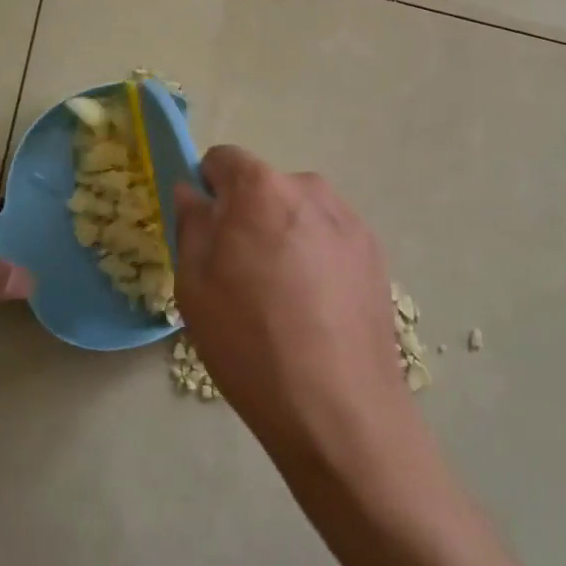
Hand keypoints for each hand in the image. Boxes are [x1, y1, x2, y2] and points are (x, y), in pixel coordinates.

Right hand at [172, 147, 413, 469]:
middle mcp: (309, 188)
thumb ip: (192, 224)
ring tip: (284, 297)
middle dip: (248, 215)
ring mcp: (348, 219)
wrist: (339, 406)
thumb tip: (192, 192)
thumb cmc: (250, 341)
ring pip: (299, 212)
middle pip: (264, 187)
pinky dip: (316, 257)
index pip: (223, 160)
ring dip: (284, 235)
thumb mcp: (194, 285)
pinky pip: (329, 237)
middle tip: (241, 274)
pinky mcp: (374, 251)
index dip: (208, 190)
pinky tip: (316, 308)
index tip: (208, 232)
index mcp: (261, 187)